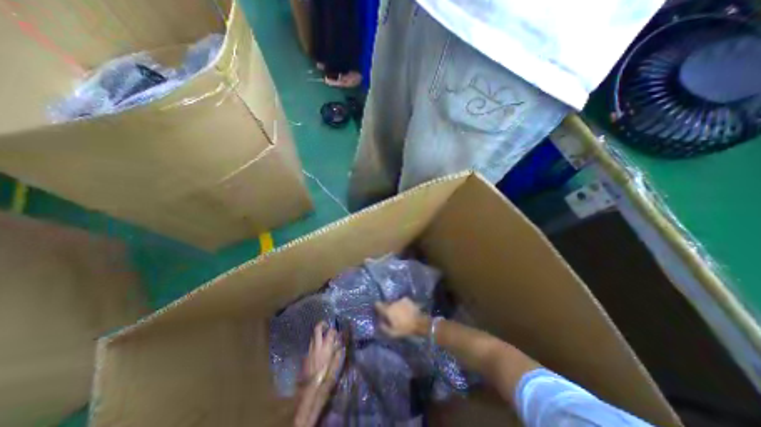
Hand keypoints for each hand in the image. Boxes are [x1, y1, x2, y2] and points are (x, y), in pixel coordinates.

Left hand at [303, 324, 342, 389]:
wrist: (308, 393)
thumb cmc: (324, 380)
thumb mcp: (335, 368)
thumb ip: (338, 355)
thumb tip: (340, 346)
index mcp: (326, 348)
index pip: (330, 332)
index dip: (335, 330)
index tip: (338, 333)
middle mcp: (316, 346)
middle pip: (317, 329)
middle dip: (322, 324)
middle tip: (327, 326)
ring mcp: (309, 351)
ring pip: (313, 337)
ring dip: (318, 334)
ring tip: (324, 338)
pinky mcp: (305, 357)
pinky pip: (310, 345)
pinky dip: (315, 344)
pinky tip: (319, 350)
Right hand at [376, 297, 429, 336]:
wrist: (419, 322)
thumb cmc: (404, 329)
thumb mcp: (392, 333)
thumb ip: (383, 327)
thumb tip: (379, 322)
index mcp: (387, 310)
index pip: (377, 304)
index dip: (377, 306)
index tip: (378, 310)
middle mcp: (392, 303)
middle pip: (386, 303)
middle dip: (387, 308)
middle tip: (390, 315)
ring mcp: (400, 300)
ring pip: (394, 303)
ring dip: (395, 307)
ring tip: (399, 313)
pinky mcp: (407, 299)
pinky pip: (401, 302)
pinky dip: (402, 305)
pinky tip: (405, 311)